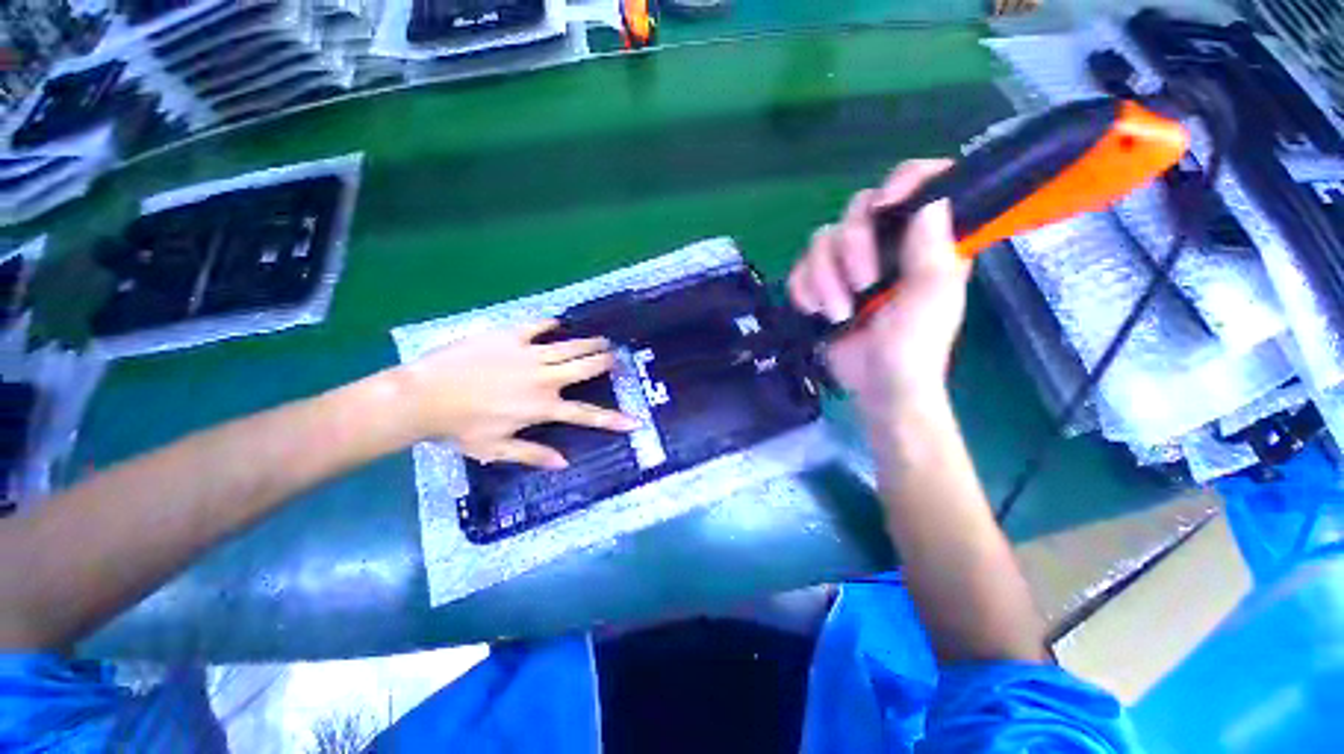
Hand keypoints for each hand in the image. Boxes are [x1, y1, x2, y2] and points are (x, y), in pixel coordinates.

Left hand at [395, 321, 637, 467]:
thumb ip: (533, 455)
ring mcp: (528, 354)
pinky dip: (550, 324)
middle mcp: (544, 378)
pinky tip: (557, 323)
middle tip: (616, 358)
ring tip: (602, 340)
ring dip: (589, 343)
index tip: (634, 421)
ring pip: (569, 346)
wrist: (423, 396)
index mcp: (542, 407)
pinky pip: (537, 326)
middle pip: (585, 368)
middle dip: (605, 362)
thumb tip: (564, 463)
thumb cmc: (459, 428)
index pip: (586, 414)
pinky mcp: (509, 336)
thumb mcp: (496, 449)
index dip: (613, 419)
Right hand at [788, 160, 971, 420]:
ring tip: (839, 313)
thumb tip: (931, 201)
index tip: (887, 205)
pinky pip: (800, 268)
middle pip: (856, 210)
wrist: (875, 387)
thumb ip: (933, 254)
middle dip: (852, 250)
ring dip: (824, 279)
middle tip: (863, 286)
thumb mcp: (931, 303)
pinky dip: (804, 290)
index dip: (905, 181)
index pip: (921, 184)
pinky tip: (817, 312)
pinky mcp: (821, 285)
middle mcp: (886, 245)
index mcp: (925, 242)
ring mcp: (849, 265)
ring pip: (821, 240)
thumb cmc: (913, 350)